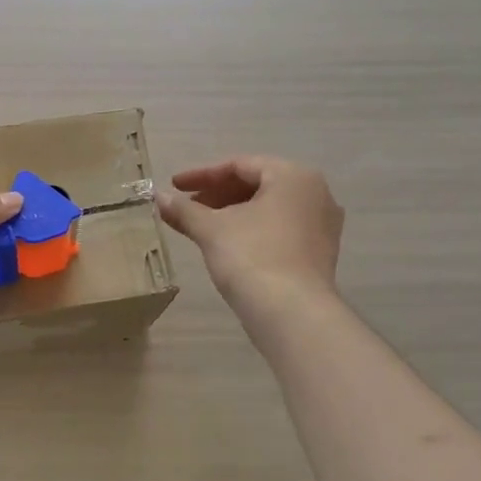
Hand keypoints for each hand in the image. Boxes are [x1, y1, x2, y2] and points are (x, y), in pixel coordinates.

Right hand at [159, 156, 343, 307]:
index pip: (239, 166)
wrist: (292, 315)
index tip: (174, 186)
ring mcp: (322, 225)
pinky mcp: (320, 253)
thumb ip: (184, 209)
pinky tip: (225, 244)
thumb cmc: (252, 257)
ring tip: (199, 226)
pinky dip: (251, 230)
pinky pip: (279, 229)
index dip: (201, 176)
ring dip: (231, 214)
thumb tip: (158, 197)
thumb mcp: (211, 229)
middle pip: (256, 185)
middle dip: (216, 195)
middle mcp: (316, 193)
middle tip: (186, 207)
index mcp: (293, 176)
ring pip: (268, 209)